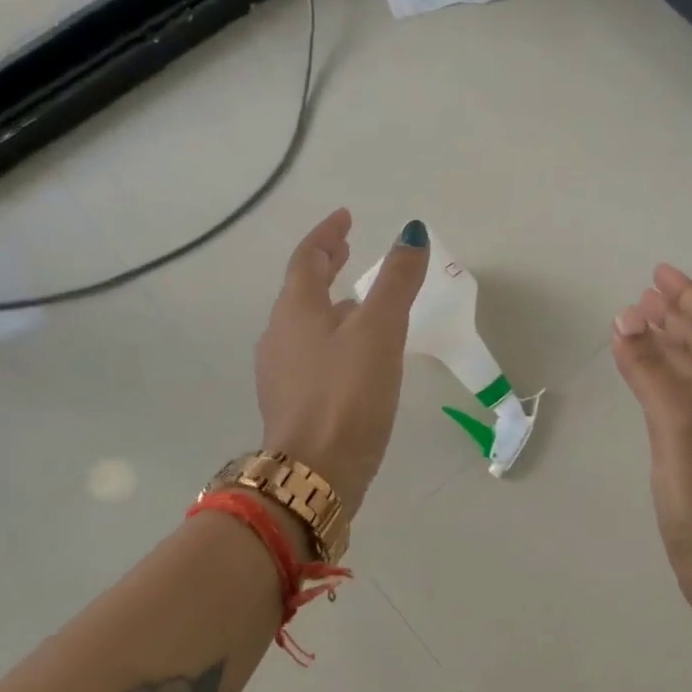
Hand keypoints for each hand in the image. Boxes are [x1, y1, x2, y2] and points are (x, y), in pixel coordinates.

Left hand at [255, 210, 429, 514]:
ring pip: (305, 324)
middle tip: (347, 249)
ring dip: (329, 304)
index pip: (307, 257)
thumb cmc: (347, 394)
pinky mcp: (291, 404)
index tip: (346, 217)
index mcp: (296, 310)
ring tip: (358, 302)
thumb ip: (397, 281)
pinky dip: (330, 339)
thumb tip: (412, 233)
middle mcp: (279, 336)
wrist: (315, 473)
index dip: (328, 234)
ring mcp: (280, 372)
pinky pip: (309, 354)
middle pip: (301, 289)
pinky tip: (353, 357)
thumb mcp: (380, 330)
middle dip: (325, 266)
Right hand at [611, 264, 691, 622]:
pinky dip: (668, 377)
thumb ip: (651, 373)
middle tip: (644, 297)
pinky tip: (650, 380)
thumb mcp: (676, 430)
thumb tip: (626, 317)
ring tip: (641, 326)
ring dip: (672, 344)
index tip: (657, 274)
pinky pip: (690, 397)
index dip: (690, 295)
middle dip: (679, 315)